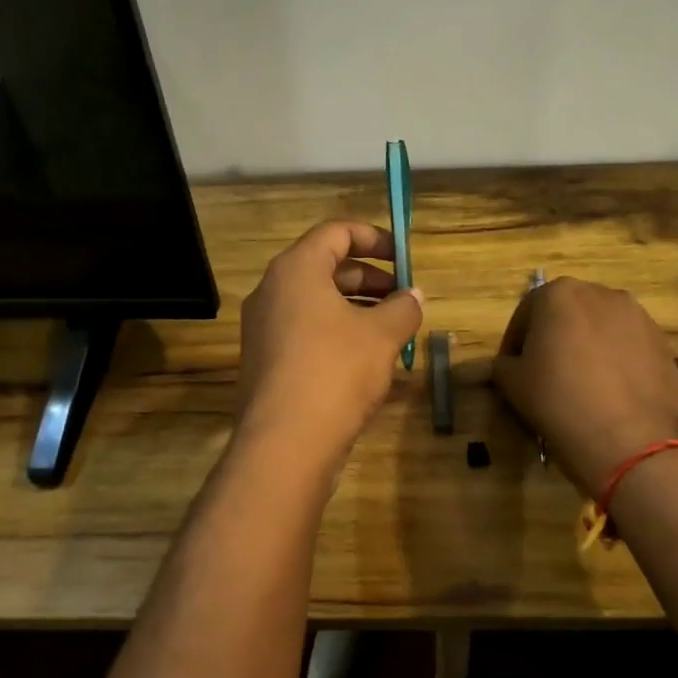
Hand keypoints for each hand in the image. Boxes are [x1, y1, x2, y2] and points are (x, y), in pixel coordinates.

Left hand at [235, 222, 423, 481]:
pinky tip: (365, 360)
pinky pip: (304, 331)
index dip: (374, 238)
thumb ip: (404, 307)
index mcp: (295, 270)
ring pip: (315, 303)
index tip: (404, 257)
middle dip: (369, 278)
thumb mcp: (382, 335)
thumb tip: (414, 296)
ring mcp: (263, 328)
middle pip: (325, 267)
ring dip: (356, 308)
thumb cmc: (336, 372)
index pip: (335, 232)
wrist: (284, 444)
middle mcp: (272, 291)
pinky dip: (336, 332)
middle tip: (403, 298)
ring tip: (392, 330)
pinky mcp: (265, 361)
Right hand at [492, 277, 677, 498]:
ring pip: (600, 327)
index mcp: (558, 293)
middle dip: (554, 337)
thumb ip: (504, 364)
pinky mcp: (662, 342)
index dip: (514, 343)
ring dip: (587, 346)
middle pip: (566, 313)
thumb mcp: (512, 383)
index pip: (525, 313)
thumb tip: (511, 364)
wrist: (630, 440)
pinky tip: (610, 391)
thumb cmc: (559, 401)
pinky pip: (628, 346)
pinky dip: (615, 360)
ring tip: (581, 383)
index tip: (512, 368)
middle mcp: (600, 293)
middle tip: (545, 373)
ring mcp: (637, 316)